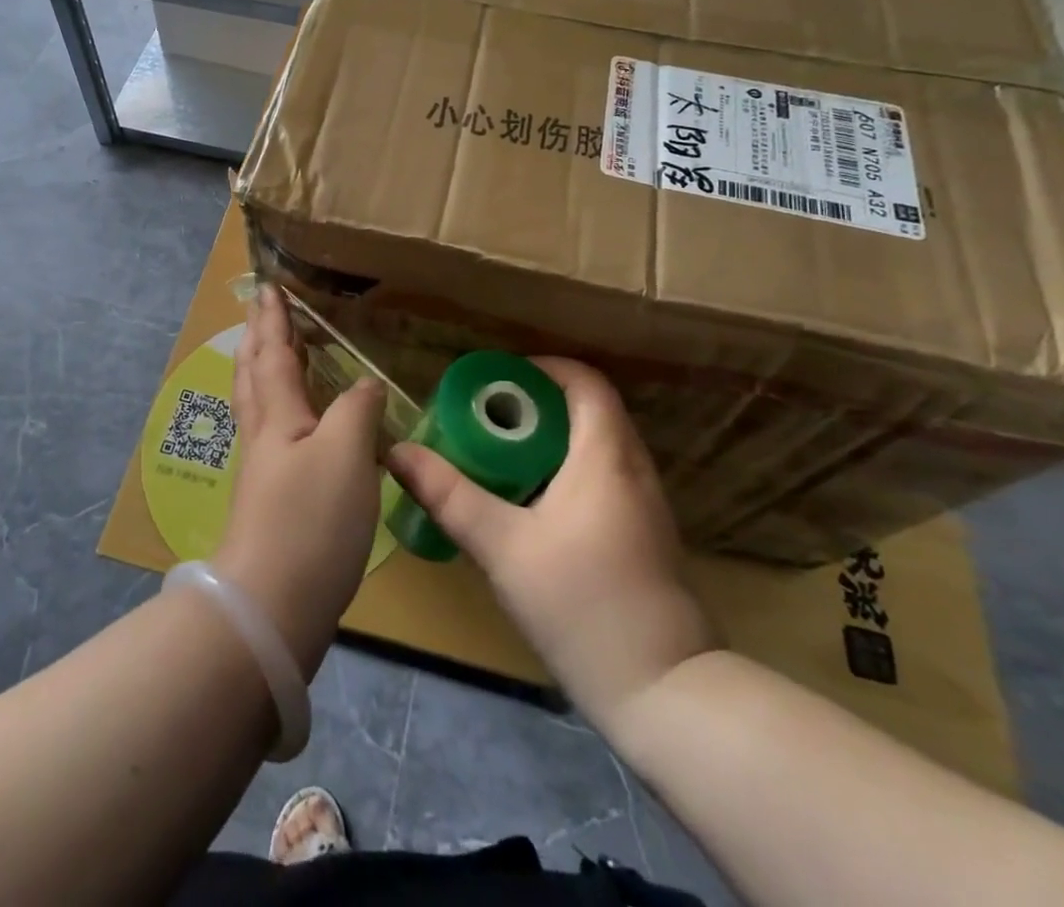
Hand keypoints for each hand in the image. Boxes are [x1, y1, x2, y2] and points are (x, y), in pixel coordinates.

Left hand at [213, 285, 385, 677]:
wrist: (271, 607)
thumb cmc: (310, 521)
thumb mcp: (345, 455)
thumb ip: (356, 410)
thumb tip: (364, 383)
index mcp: (278, 416)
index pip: (273, 354)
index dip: (273, 319)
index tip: (268, 287)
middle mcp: (264, 436)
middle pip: (254, 376)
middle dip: (257, 340)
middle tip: (259, 313)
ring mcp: (262, 471)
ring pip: (257, 405)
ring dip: (260, 371)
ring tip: (267, 354)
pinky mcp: (270, 501)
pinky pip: (270, 435)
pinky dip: (275, 411)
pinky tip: (290, 426)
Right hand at [386, 358, 717, 726]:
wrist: (665, 693)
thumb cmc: (581, 604)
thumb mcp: (502, 547)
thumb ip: (449, 495)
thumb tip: (398, 452)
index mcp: (605, 455)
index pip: (584, 380)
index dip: (540, 369)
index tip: (494, 383)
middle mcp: (633, 467)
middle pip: (586, 409)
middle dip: (533, 405)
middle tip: (483, 422)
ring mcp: (645, 502)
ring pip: (595, 444)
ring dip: (549, 439)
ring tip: (498, 457)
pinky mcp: (644, 533)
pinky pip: (603, 475)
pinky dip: (565, 469)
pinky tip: (531, 502)